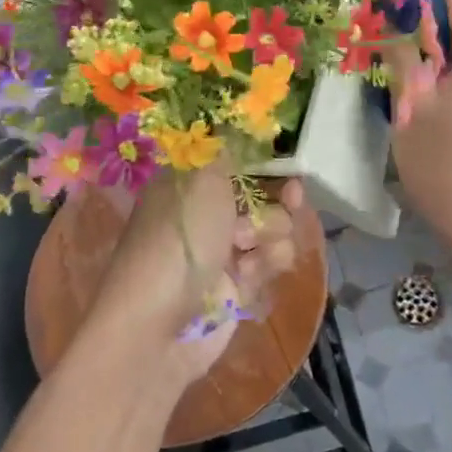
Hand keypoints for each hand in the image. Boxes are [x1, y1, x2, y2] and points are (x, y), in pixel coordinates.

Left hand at [90, 167, 303, 387]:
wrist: (157, 328)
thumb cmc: (178, 241)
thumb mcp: (202, 180)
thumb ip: (226, 150)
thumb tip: (234, 123)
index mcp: (188, 183)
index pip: (233, 159)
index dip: (263, 157)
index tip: (286, 156)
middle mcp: (205, 213)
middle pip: (261, 193)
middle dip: (278, 196)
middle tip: (293, 194)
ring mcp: (221, 251)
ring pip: (271, 228)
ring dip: (270, 234)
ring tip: (248, 248)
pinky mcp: (237, 286)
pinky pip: (268, 262)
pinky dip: (264, 265)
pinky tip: (249, 274)